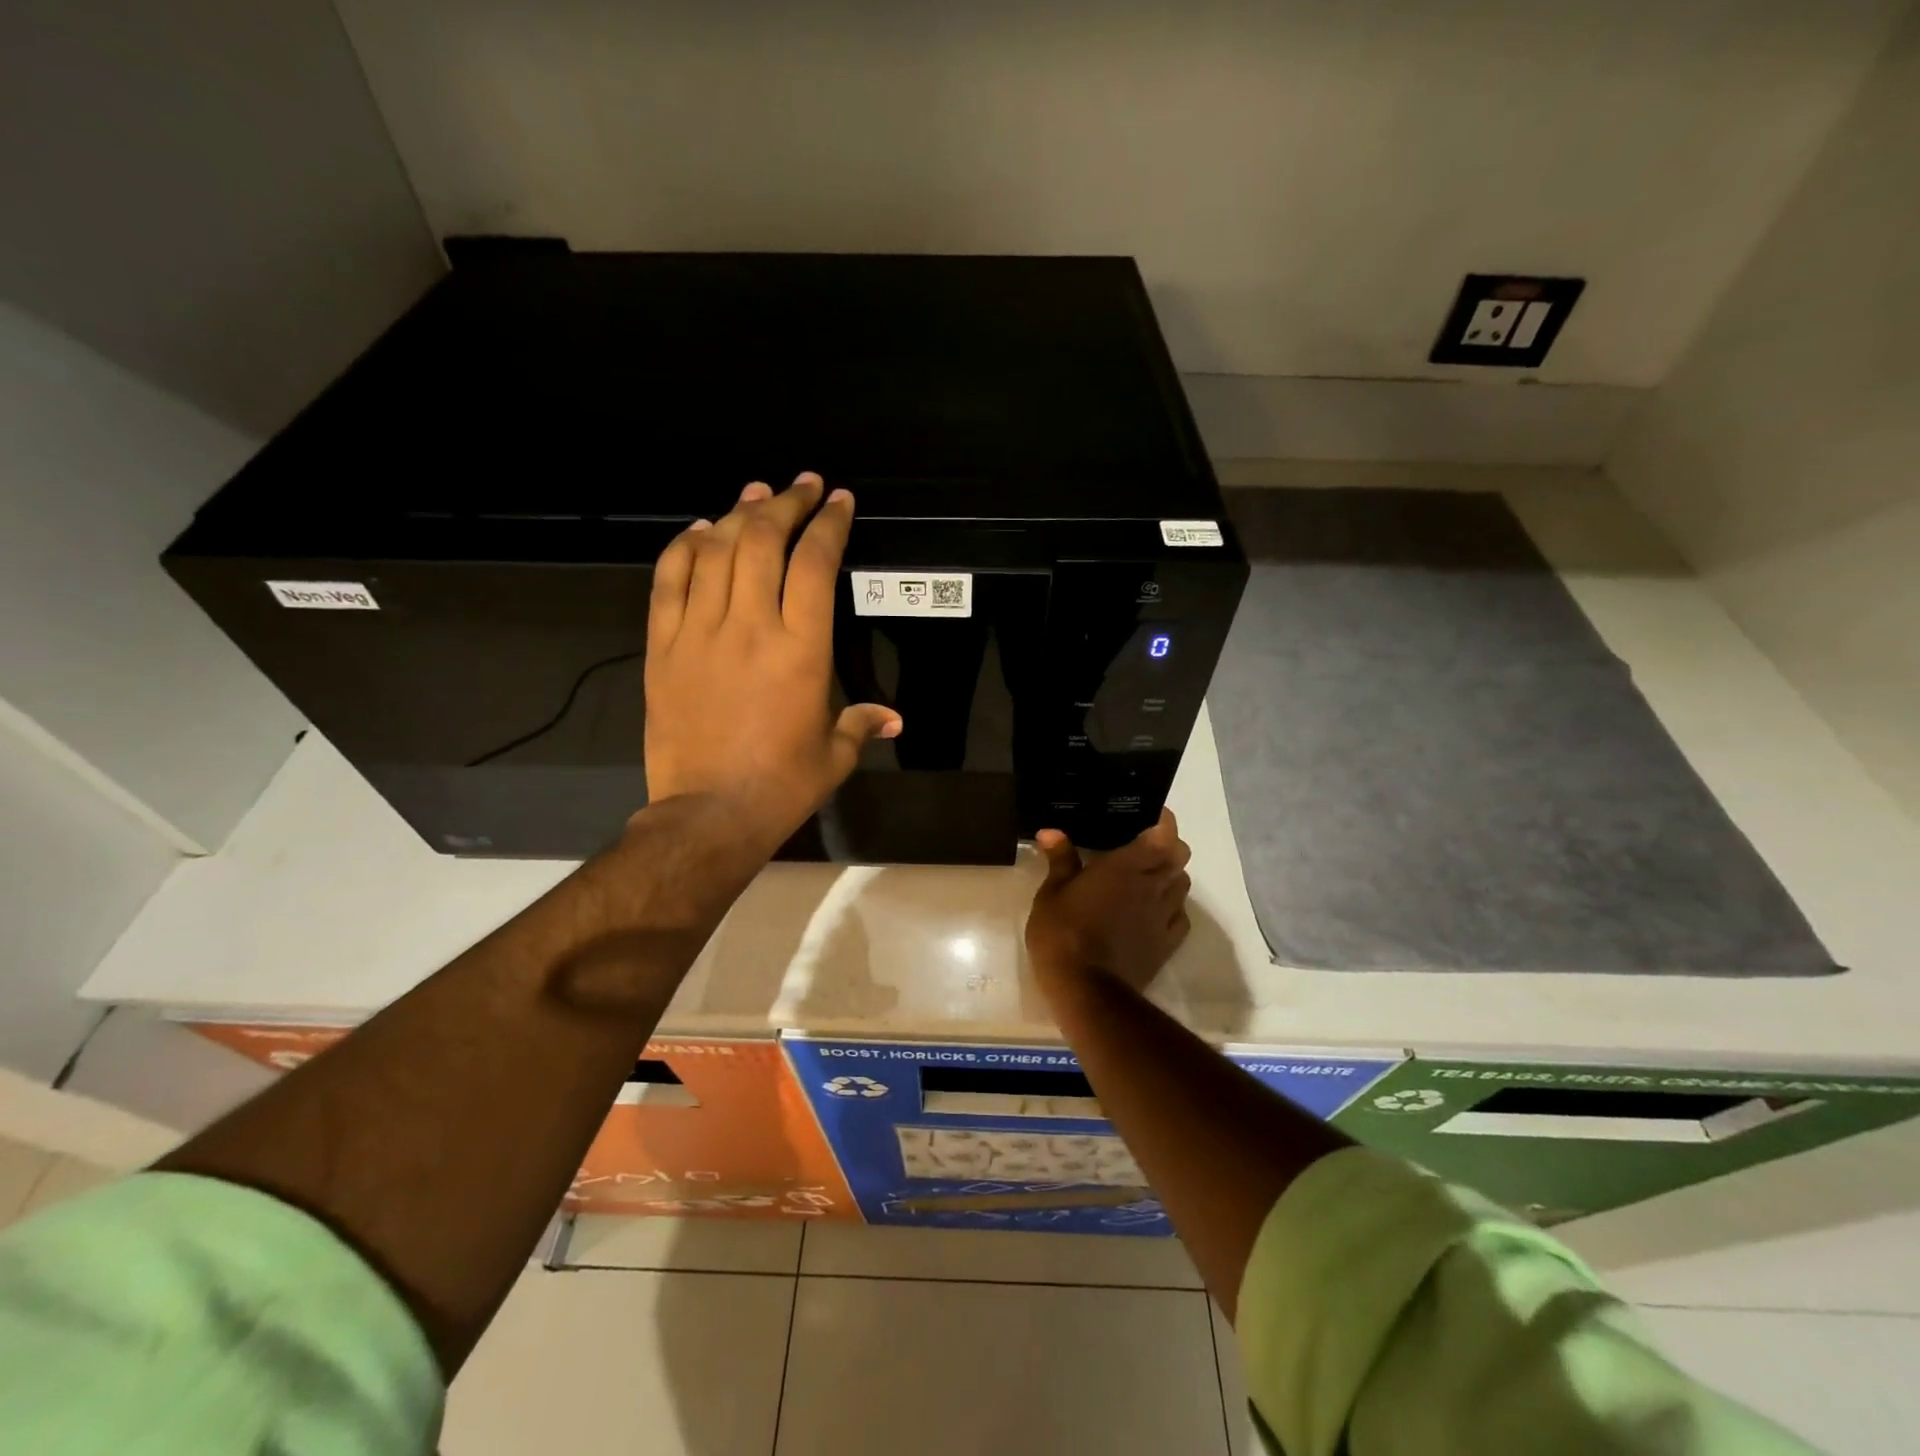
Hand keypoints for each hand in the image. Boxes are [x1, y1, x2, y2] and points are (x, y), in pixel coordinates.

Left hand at [644, 473, 900, 850]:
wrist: (708, 814)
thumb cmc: (782, 786)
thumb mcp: (834, 755)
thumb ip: (862, 723)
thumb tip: (893, 718)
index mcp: (802, 649)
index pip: (815, 564)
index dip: (829, 524)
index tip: (839, 502)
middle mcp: (750, 627)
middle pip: (764, 541)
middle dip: (786, 504)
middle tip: (802, 486)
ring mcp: (700, 632)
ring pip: (716, 551)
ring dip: (738, 514)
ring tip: (755, 494)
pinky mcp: (662, 646)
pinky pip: (669, 581)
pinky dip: (685, 547)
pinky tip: (700, 531)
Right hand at [1025, 809, 1192, 991]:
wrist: (1086, 988)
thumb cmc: (1063, 932)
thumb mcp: (1051, 893)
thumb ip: (1060, 859)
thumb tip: (1052, 832)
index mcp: (1125, 866)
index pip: (1164, 834)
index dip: (1164, 822)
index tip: (1152, 817)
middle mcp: (1151, 885)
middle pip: (1179, 857)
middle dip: (1169, 847)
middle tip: (1146, 847)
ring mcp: (1163, 916)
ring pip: (1183, 885)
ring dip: (1171, 876)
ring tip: (1150, 878)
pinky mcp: (1167, 944)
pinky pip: (1181, 917)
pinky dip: (1173, 908)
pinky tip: (1156, 911)